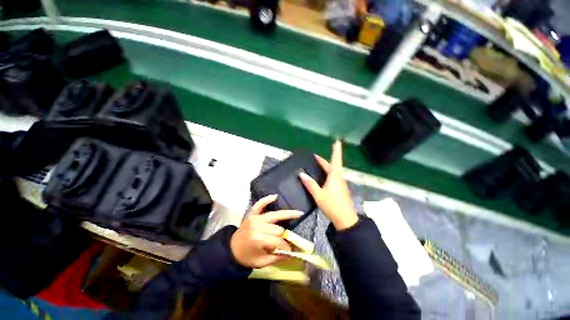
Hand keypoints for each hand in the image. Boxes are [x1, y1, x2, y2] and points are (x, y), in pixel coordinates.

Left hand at [230, 195, 301, 267]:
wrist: (231, 250)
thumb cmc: (246, 257)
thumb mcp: (261, 262)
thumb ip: (277, 257)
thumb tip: (292, 254)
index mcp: (258, 239)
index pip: (278, 241)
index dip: (286, 246)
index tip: (290, 250)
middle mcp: (258, 226)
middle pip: (277, 228)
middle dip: (285, 235)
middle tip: (290, 239)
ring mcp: (255, 218)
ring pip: (274, 215)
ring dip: (287, 213)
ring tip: (299, 213)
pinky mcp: (252, 214)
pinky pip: (260, 204)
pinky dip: (267, 200)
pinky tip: (275, 196)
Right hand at [299, 140, 357, 229]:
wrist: (345, 219)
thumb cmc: (332, 205)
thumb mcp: (319, 194)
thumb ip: (310, 184)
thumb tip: (301, 174)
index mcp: (335, 176)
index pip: (336, 159)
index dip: (336, 150)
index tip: (337, 141)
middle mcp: (339, 177)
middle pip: (333, 165)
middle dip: (324, 160)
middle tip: (315, 157)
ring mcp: (341, 184)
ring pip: (333, 171)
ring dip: (326, 166)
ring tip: (317, 165)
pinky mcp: (340, 189)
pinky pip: (333, 177)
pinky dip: (327, 173)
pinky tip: (322, 178)